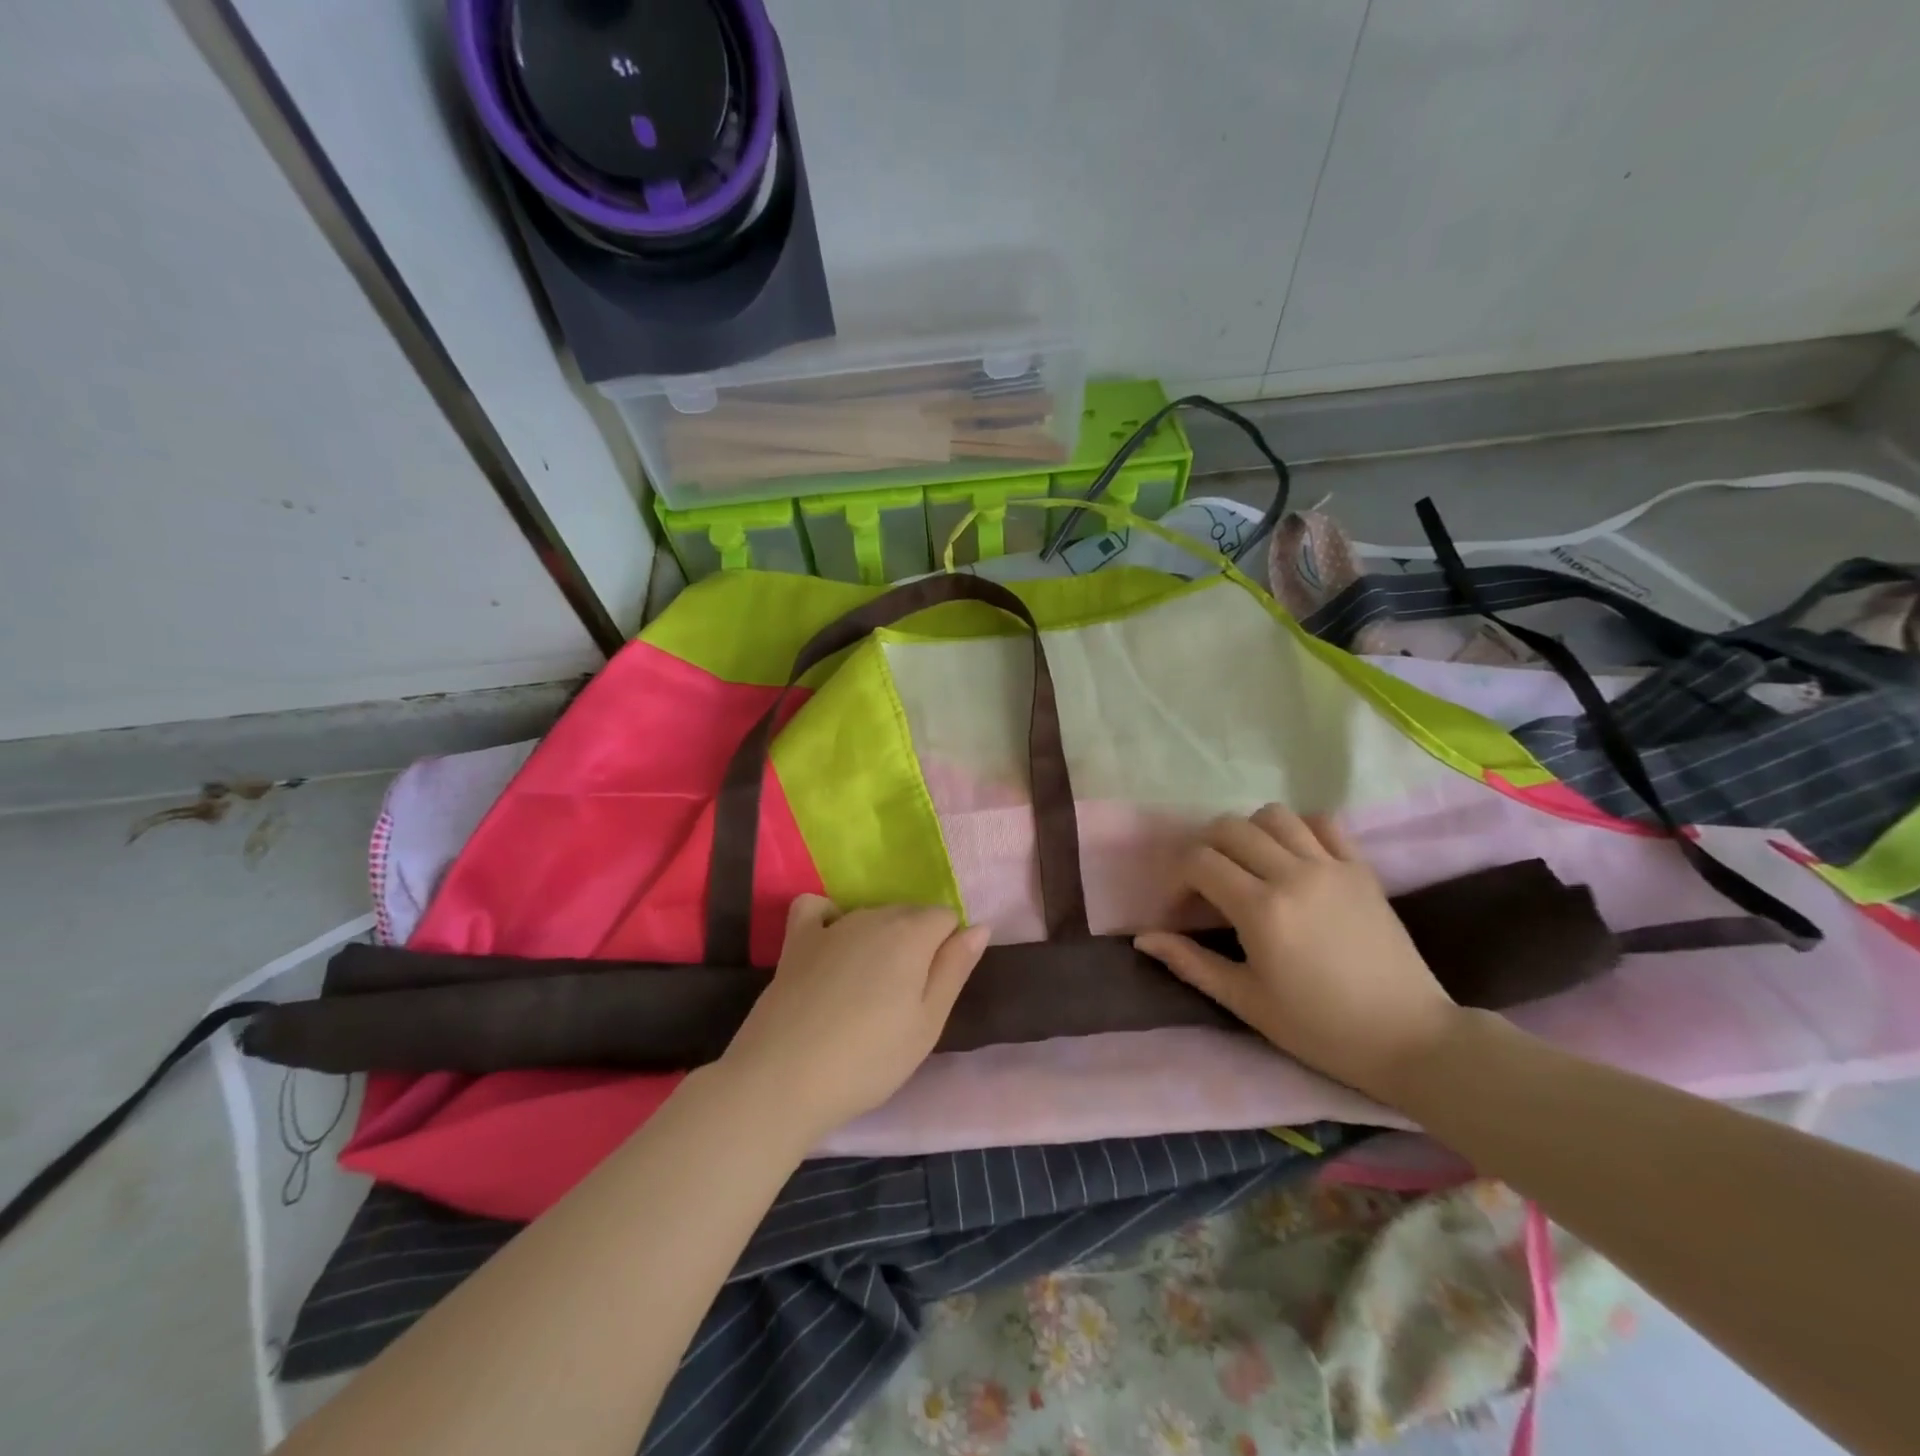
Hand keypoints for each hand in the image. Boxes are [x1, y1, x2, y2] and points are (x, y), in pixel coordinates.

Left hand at [719, 896, 989, 1139]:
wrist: (784, 1078)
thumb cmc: (868, 1059)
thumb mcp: (927, 1023)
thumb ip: (955, 969)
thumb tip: (979, 926)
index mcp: (911, 934)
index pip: (946, 917)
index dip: (948, 949)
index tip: (934, 990)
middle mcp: (873, 916)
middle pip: (910, 914)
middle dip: (917, 944)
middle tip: (905, 999)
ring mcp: (831, 925)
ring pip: (871, 915)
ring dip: (880, 940)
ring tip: (868, 991)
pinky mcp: (796, 940)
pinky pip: (816, 908)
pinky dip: (828, 917)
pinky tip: (830, 943)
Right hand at [1134, 805, 1462, 1107]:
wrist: (1410, 1038)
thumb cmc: (1320, 1028)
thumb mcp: (1246, 1001)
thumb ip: (1191, 962)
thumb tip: (1143, 937)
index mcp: (1261, 910)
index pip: (1199, 861)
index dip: (1177, 879)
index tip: (1180, 909)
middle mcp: (1293, 874)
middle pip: (1229, 827)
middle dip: (1204, 848)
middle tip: (1206, 884)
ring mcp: (1332, 866)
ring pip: (1273, 815)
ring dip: (1249, 832)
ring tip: (1249, 866)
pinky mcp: (1361, 869)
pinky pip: (1323, 822)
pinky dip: (1298, 828)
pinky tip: (1293, 857)